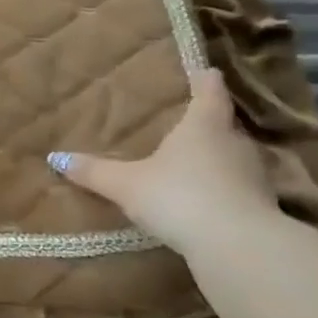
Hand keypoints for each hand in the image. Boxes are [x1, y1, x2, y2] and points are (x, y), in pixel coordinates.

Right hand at [47, 68, 278, 256]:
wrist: (237, 246)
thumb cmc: (178, 196)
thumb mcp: (126, 184)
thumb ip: (94, 172)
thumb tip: (55, 158)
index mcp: (204, 124)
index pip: (210, 90)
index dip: (205, 79)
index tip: (203, 71)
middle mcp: (235, 141)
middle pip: (224, 122)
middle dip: (206, 122)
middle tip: (184, 122)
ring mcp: (254, 173)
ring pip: (233, 155)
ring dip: (216, 157)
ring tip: (191, 162)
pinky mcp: (262, 204)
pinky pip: (239, 186)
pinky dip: (224, 187)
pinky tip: (206, 199)